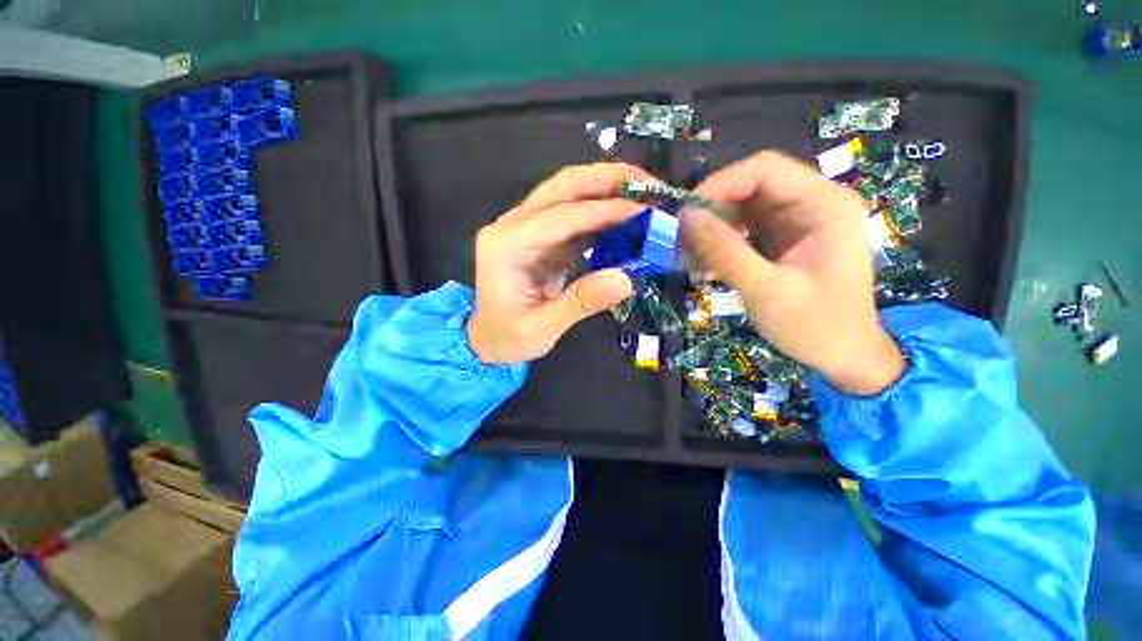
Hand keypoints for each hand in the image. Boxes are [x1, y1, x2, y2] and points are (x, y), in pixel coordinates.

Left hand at [467, 163, 650, 363]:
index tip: (645, 211)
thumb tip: (625, 280)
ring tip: (644, 193)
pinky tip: (625, 217)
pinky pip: (573, 216)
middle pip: (561, 187)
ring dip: (606, 189)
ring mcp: (526, 228)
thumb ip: (580, 303)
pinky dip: (601, 213)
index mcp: (506, 245)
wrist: (488, 339)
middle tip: (649, 184)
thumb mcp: (541, 328)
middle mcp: (512, 226)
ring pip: (568, 194)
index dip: (603, 211)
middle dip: (606, 179)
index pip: (560, 216)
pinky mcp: (541, 238)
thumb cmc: (508, 337)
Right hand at [682, 151, 904, 394]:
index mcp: (824, 204)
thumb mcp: (765, 290)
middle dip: (712, 208)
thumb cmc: (815, 326)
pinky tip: (705, 259)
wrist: (844, 356)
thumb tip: (684, 218)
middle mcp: (813, 202)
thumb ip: (724, 251)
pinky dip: (721, 239)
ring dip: (713, 225)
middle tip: (681, 237)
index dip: (720, 185)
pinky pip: (745, 226)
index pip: (764, 169)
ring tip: (688, 251)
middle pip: (752, 185)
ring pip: (744, 206)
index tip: (685, 216)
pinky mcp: (784, 238)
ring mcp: (798, 220)